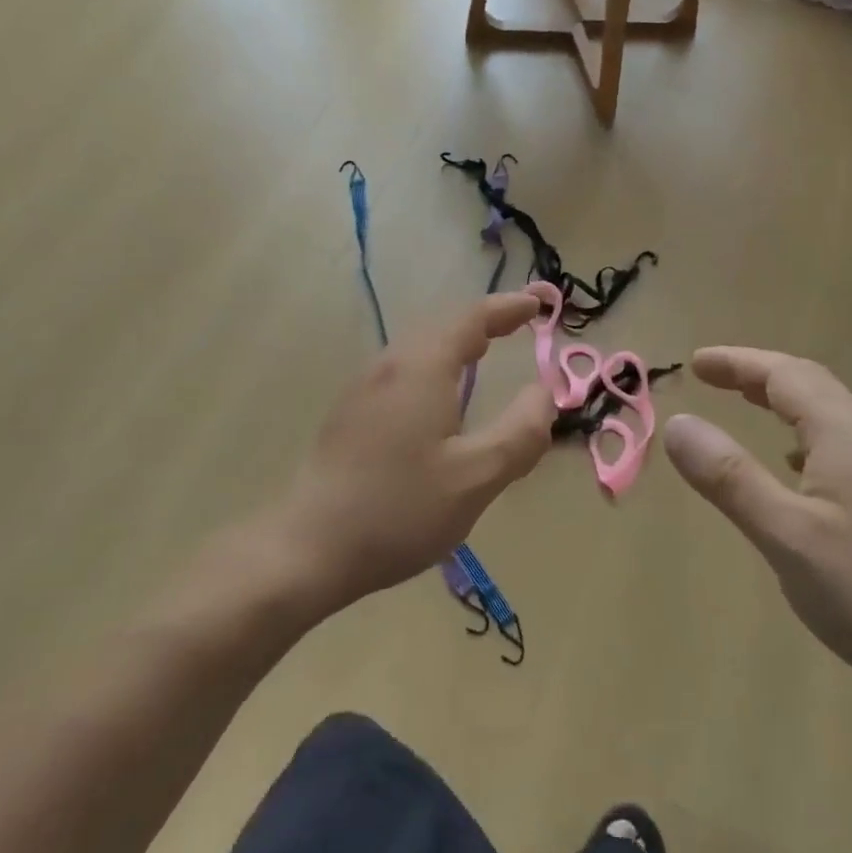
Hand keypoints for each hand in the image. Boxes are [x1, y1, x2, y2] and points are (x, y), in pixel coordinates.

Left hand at [272, 293, 553, 612]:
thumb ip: (520, 432)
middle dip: (484, 321)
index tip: (537, 304)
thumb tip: (544, 393)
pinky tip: (438, 395)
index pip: (472, 318)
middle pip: (443, 326)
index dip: (507, 308)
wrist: (308, 548)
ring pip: (418, 347)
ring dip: (456, 342)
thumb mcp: (476, 478)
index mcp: (422, 368)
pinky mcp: (350, 412)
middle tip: (518, 325)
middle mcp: (390, 365)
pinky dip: (434, 363)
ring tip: (483, 351)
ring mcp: (363, 387)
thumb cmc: (399, 510)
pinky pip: (402, 369)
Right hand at [664, 347, 851, 712]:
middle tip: (713, 377)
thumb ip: (729, 478)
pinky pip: (844, 444)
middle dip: (758, 374)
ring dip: (784, 401)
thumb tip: (678, 422)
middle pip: (811, 384)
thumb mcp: (787, 536)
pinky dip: (806, 434)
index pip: (783, 374)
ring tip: (749, 409)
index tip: (695, 362)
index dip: (737, 362)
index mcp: (845, 435)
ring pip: (831, 414)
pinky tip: (799, 470)